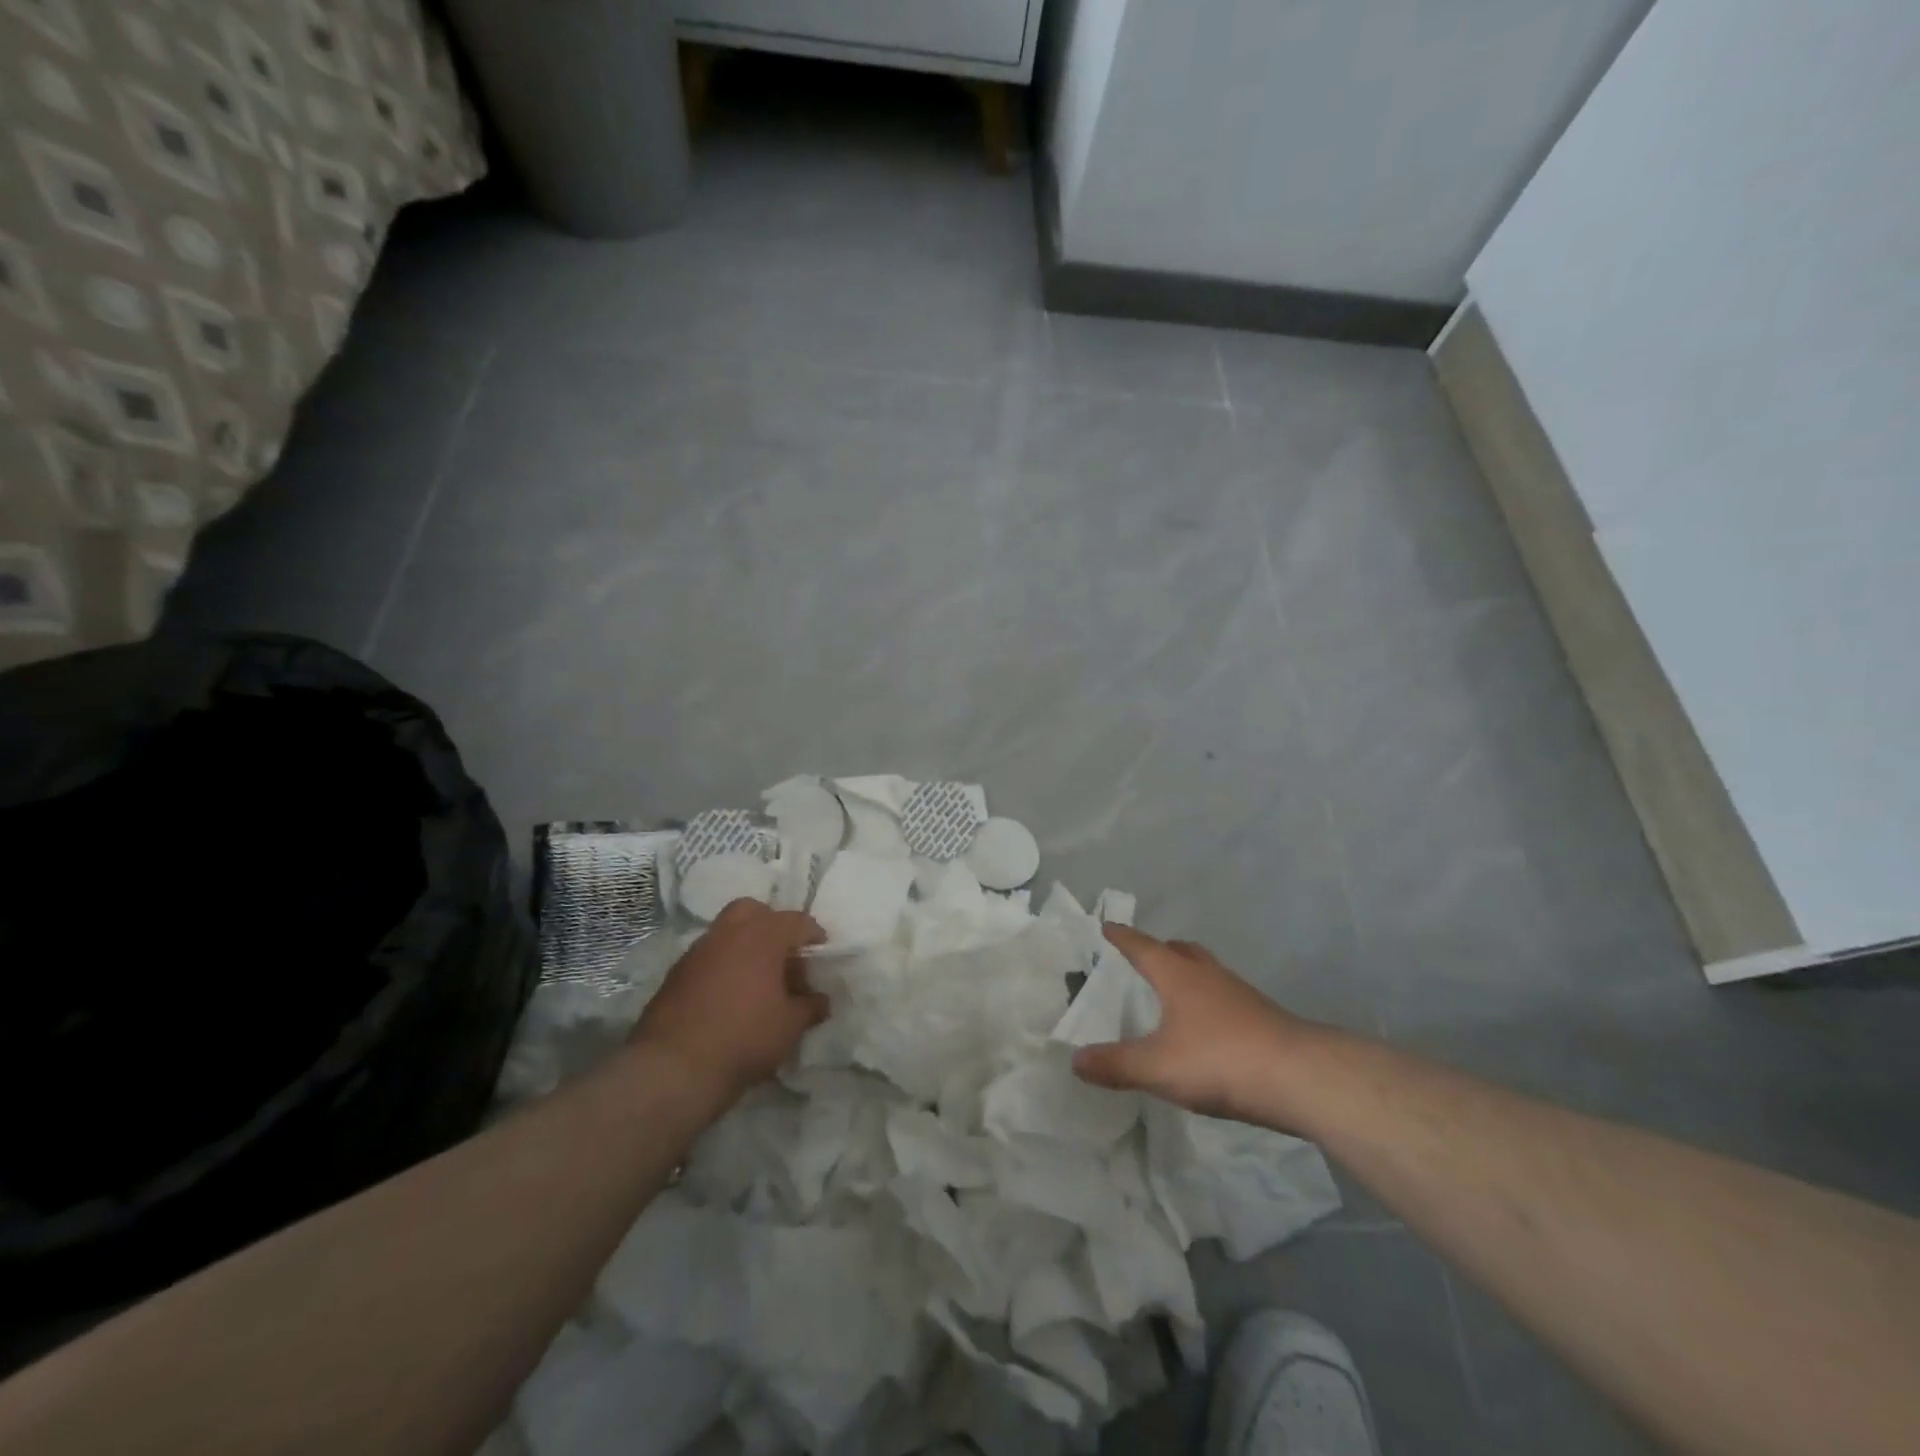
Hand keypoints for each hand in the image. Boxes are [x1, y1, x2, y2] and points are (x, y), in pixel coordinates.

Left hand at [628, 900, 828, 1104]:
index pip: (796, 921)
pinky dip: (722, 967)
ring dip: (744, 947)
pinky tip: (729, 997)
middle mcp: (728, 933)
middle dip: (771, 926)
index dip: (814, 936)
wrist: (674, 1067)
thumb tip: (821, 1000)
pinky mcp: (675, 974)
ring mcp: (697, 951)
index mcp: (762, 935)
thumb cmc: (745, 1037)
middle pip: (754, 911)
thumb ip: (810, 1007)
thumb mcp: (790, 1026)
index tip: (821, 955)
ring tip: (757, 981)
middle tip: (783, 957)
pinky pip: (708, 958)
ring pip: (726, 932)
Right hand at [1071, 924, 1316, 1122]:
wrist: (1301, 1077)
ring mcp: (1240, 995)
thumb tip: (1075, 1060)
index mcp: (1178, 976)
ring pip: (1207, 972)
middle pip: (1181, 951)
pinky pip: (1226, 998)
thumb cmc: (1220, 1059)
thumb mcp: (1158, 1067)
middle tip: (1145, 955)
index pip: (1143, 947)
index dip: (1123, 937)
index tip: (1108, 926)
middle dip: (1160, 950)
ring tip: (1175, 991)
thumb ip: (1115, 1064)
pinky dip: (1210, 1002)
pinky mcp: (1263, 1018)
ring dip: (1188, 974)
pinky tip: (1209, 1028)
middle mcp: (1208, 976)